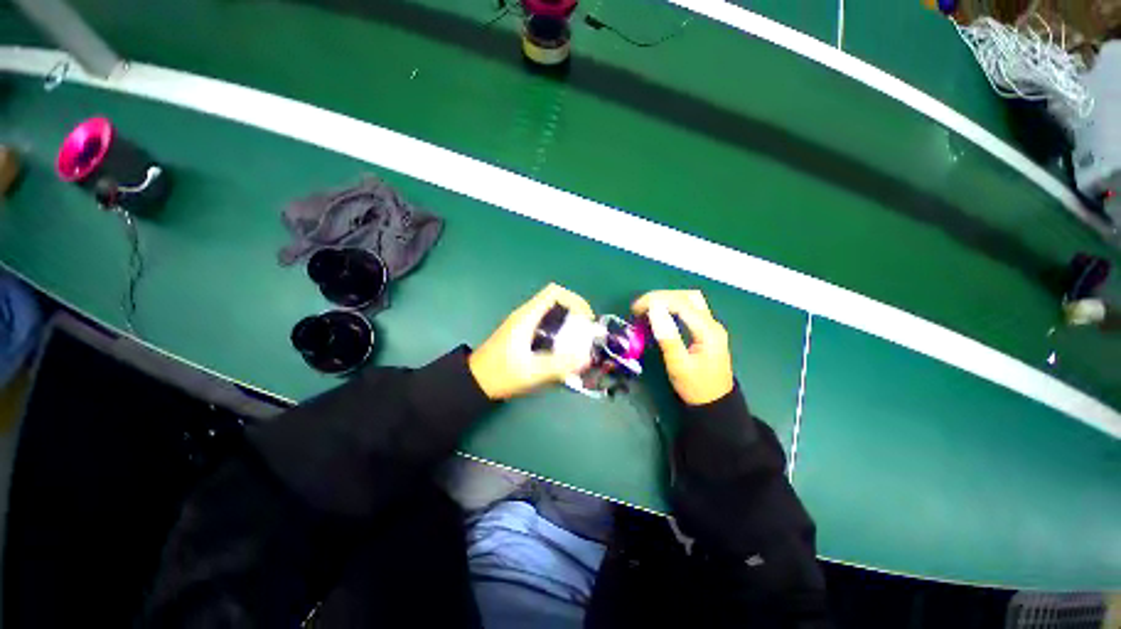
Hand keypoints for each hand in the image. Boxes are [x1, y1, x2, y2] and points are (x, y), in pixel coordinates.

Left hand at [469, 283, 595, 399]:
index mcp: (527, 317)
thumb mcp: (531, 372)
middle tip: (585, 335)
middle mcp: (526, 315)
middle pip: (556, 302)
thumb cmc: (500, 374)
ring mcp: (523, 324)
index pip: (554, 293)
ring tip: (578, 344)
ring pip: (552, 314)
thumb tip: (587, 358)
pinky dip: (559, 333)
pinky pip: (546, 326)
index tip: (586, 319)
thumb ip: (559, 365)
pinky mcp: (523, 334)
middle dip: (575, 314)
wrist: (474, 382)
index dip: (575, 300)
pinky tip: (562, 352)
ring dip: (568, 325)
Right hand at [632, 290, 733, 405]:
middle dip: (661, 297)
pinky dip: (673, 307)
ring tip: (648, 308)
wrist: (716, 405)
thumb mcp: (678, 365)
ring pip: (690, 300)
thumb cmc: (695, 387)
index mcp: (708, 330)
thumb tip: (654, 308)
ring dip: (668, 299)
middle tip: (640, 307)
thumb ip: (667, 337)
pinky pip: (690, 310)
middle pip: (687, 297)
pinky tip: (661, 314)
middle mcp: (712, 323)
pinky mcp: (706, 331)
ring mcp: (711, 326)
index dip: (656, 300)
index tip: (635, 308)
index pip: (680, 303)